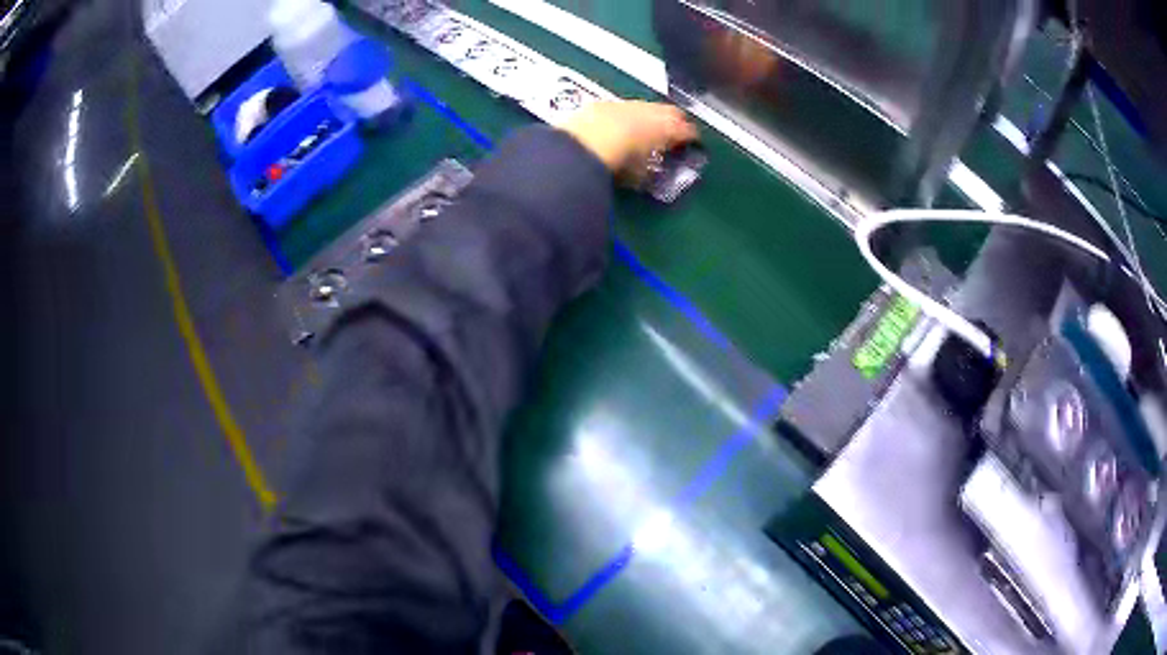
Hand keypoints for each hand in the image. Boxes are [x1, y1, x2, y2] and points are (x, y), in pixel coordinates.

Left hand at [556, 100, 698, 177]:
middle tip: (673, 136)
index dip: (692, 140)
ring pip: (649, 107)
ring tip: (647, 131)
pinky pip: (626, 108)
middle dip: (676, 123)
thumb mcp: (643, 175)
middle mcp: (654, 110)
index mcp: (670, 128)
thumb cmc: (620, 164)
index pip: (690, 131)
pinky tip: (621, 126)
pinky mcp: (607, 103)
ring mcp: (630, 103)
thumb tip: (656, 171)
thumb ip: (655, 171)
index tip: (692, 146)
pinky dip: (628, 116)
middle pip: (673, 113)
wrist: (584, 143)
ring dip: (652, 117)